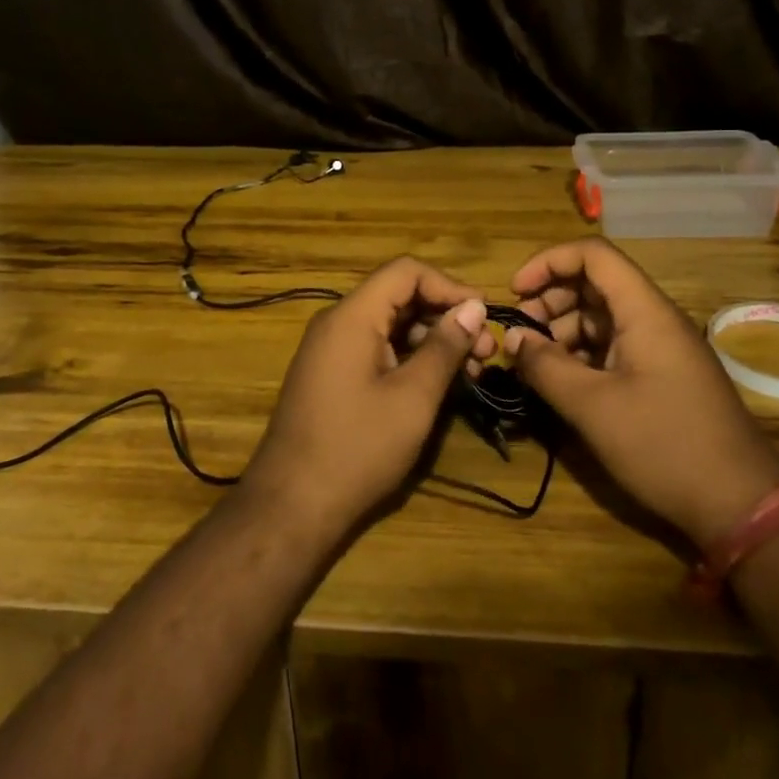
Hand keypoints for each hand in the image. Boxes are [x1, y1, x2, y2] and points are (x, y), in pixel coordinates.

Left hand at [242, 257, 493, 535]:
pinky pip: (377, 349)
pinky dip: (410, 359)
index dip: (449, 286)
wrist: (291, 506)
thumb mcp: (413, 398)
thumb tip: (473, 308)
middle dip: (445, 317)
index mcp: (352, 316)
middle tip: (486, 352)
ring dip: (432, 341)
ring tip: (472, 373)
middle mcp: (338, 323)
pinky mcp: (333, 376)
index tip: (483, 316)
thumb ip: (444, 347)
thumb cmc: (357, 448)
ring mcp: (332, 350)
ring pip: (391, 325)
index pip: (406, 272)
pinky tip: (438, 385)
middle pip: (399, 296)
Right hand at [508, 238, 778, 548]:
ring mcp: (661, 348)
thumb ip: (546, 366)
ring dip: (562, 329)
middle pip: (594, 283)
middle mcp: (654, 319)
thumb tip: (512, 339)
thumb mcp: (593, 407)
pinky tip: (561, 381)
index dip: (549, 262)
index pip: (593, 254)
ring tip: (533, 362)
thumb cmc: (664, 446)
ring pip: (601, 316)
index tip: (515, 292)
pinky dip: (582, 354)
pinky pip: (614, 346)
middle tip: (519, 333)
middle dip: (550, 299)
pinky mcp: (662, 376)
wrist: (741, 505)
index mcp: (645, 311)